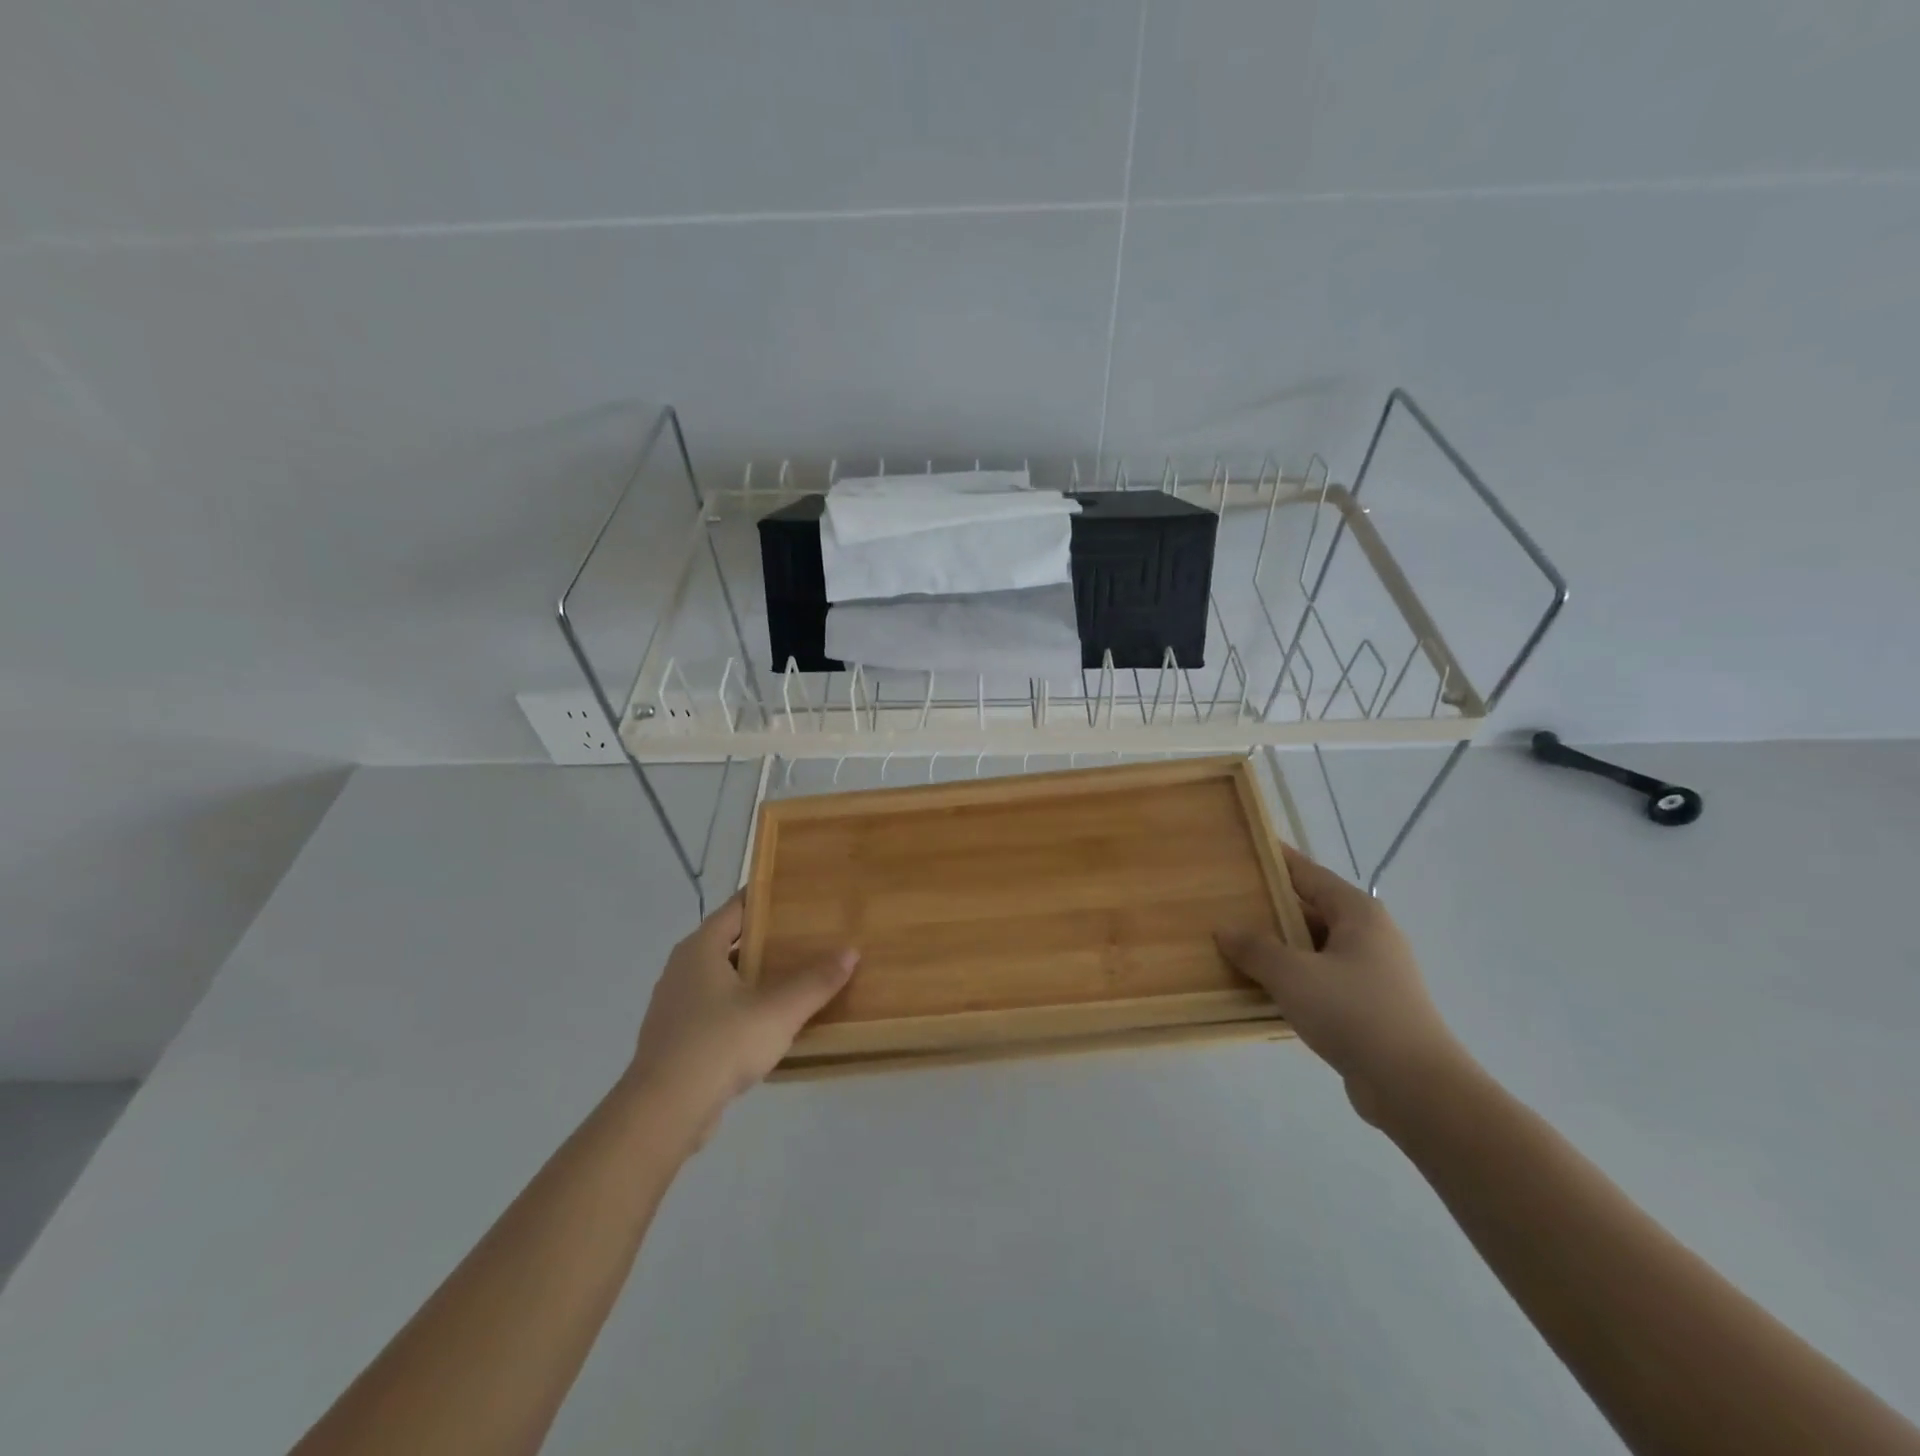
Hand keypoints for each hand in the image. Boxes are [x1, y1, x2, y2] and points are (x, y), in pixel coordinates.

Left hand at [627, 893, 857, 1143]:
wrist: (664, 1111)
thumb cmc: (720, 1044)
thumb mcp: (779, 1011)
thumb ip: (816, 981)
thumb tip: (850, 951)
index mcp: (700, 948)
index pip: (737, 908)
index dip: (766, 899)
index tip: (797, 896)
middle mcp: (682, 968)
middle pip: (729, 942)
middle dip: (766, 940)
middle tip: (806, 937)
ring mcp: (675, 1004)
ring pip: (721, 978)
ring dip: (753, 977)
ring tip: (793, 978)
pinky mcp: (675, 1038)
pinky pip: (714, 1009)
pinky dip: (740, 1007)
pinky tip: (766, 1023)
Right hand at [1216, 845, 1465, 1123]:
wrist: (1414, 1087)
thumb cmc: (1353, 1012)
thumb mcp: (1292, 974)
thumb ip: (1255, 947)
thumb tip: (1224, 929)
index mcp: (1357, 913)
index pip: (1309, 873)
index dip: (1276, 860)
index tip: (1244, 849)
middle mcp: (1369, 935)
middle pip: (1310, 910)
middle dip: (1270, 908)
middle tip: (1225, 902)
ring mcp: (1371, 973)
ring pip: (1314, 948)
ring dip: (1278, 948)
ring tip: (1233, 945)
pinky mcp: (1368, 1007)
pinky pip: (1320, 979)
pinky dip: (1292, 978)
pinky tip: (1262, 988)